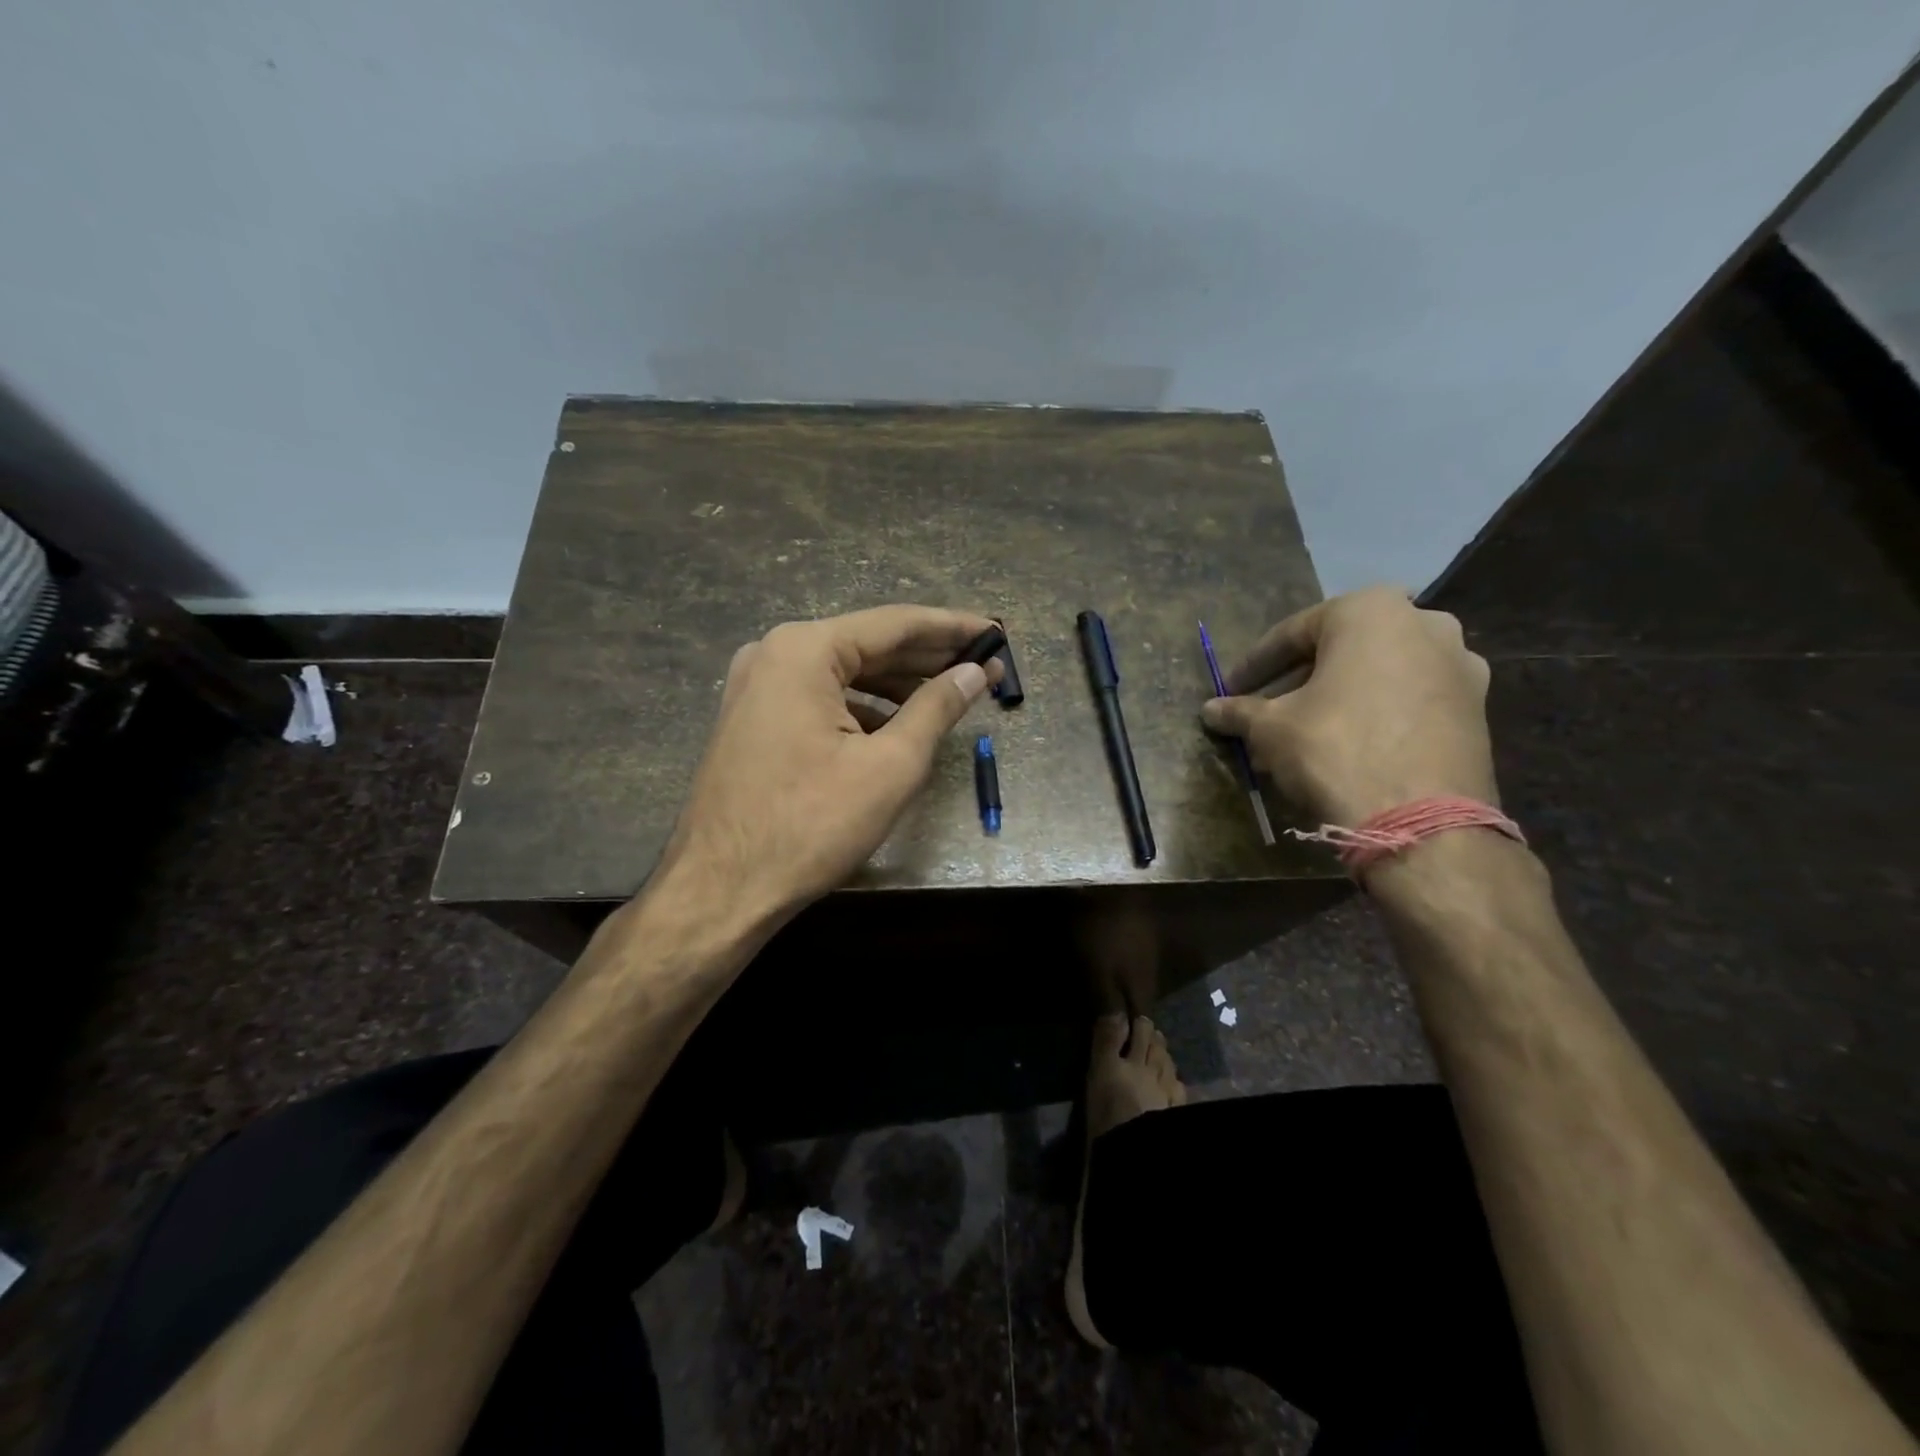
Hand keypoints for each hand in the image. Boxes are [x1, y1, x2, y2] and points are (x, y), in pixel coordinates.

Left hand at [656, 605, 999, 924]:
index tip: (994, 632)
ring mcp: (756, 686)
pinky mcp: (752, 718)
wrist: (720, 889)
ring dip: (897, 683)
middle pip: (868, 644)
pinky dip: (861, 706)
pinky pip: (819, 697)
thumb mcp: (890, 766)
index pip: (895, 624)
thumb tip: (974, 673)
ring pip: (843, 673)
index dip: (951, 628)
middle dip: (927, 656)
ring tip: (949, 694)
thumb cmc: (810, 825)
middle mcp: (774, 653)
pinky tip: (896, 725)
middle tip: (982, 663)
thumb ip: (937, 709)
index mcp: (804, 650)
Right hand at [1200, 585, 1496, 826]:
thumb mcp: (1271, 728)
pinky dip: (1372, 714)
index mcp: (1370, 610)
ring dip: (1335, 699)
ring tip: (1301, 734)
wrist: (1421, 818)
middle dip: (1298, 682)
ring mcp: (1459, 665)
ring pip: (1376, 675)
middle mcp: (1424, 622)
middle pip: (1340, 650)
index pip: (1293, 632)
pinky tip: (1344, 747)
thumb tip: (1210, 710)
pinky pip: (1407, 699)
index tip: (1230, 689)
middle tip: (1265, 711)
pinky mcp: (1477, 707)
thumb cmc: (1334, 748)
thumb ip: (1240, 711)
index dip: (1255, 665)